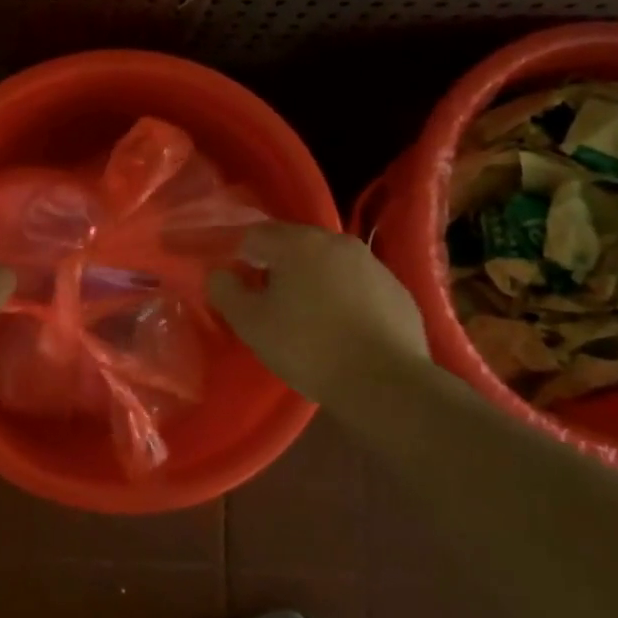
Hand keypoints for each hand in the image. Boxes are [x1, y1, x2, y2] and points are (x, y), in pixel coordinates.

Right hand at [208, 222, 431, 402]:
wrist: (385, 382)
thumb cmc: (307, 346)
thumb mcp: (251, 324)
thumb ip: (226, 291)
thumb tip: (221, 274)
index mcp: (297, 243)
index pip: (255, 236)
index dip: (242, 260)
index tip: (243, 290)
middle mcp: (335, 241)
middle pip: (295, 245)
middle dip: (279, 268)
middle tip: (273, 306)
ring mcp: (372, 263)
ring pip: (329, 263)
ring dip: (314, 281)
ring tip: (310, 320)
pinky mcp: (397, 289)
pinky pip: (358, 285)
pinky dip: (346, 298)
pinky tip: (344, 330)